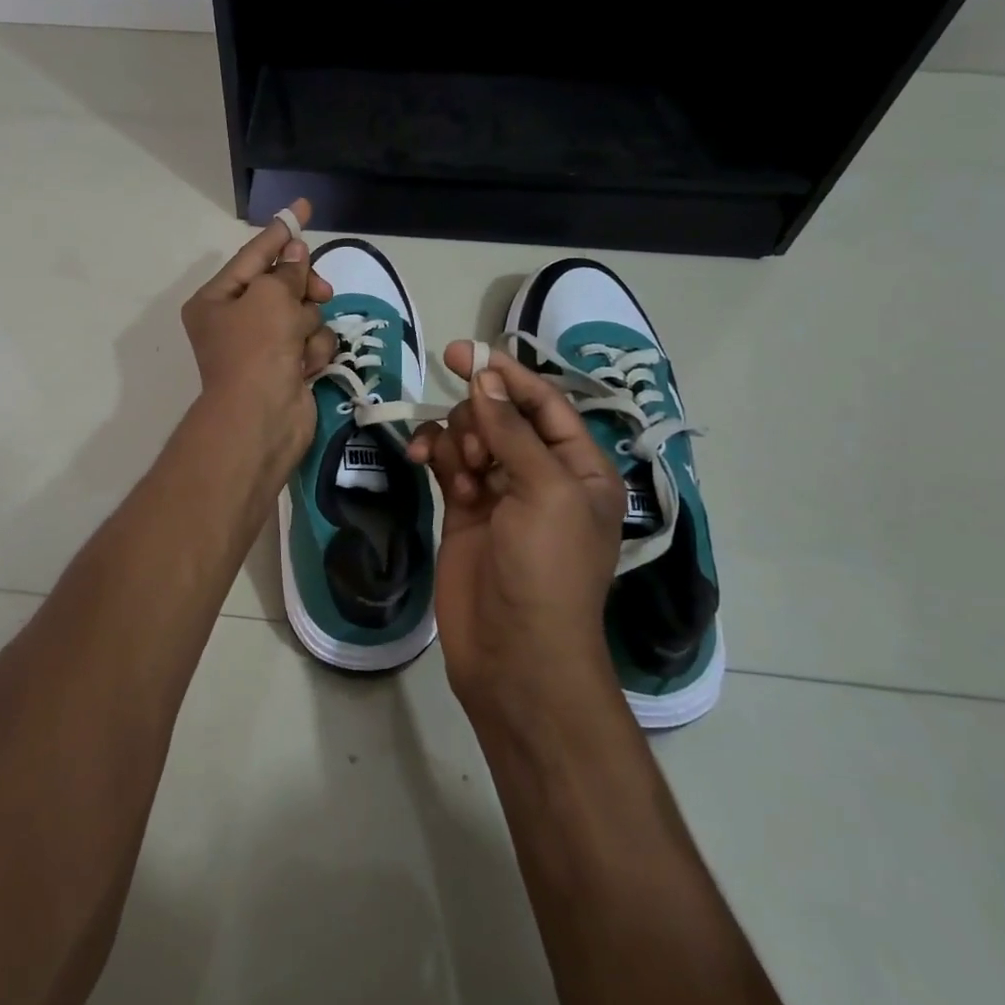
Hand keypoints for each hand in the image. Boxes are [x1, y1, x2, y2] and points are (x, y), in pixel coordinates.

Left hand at [181, 200, 335, 469]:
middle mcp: (237, 320)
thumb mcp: (270, 297)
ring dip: (308, 326)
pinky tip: (305, 367)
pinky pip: (311, 342)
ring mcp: (264, 346)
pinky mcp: (288, 368)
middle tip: (317, 291)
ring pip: (304, 313)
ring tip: (298, 346)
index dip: (280, 231)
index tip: (302, 207)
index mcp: (217, 299)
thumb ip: (287, 271)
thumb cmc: (256, 349)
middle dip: (302, 289)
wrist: (261, 419)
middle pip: (283, 285)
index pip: (253, 254)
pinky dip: (312, 351)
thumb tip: (295, 253)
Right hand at [408, 345, 627, 715]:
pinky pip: (448, 464)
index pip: (544, 404)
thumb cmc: (547, 569)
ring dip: (457, 442)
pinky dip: (436, 456)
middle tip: (472, 450)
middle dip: (479, 419)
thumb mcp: (543, 491)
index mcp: (579, 468)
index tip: (464, 352)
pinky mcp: (464, 511)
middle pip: (501, 416)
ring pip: (470, 438)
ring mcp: (500, 493)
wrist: (515, 653)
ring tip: (460, 478)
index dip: (507, 375)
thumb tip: (484, 379)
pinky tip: (424, 463)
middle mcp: (541, 475)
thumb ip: (511, 431)